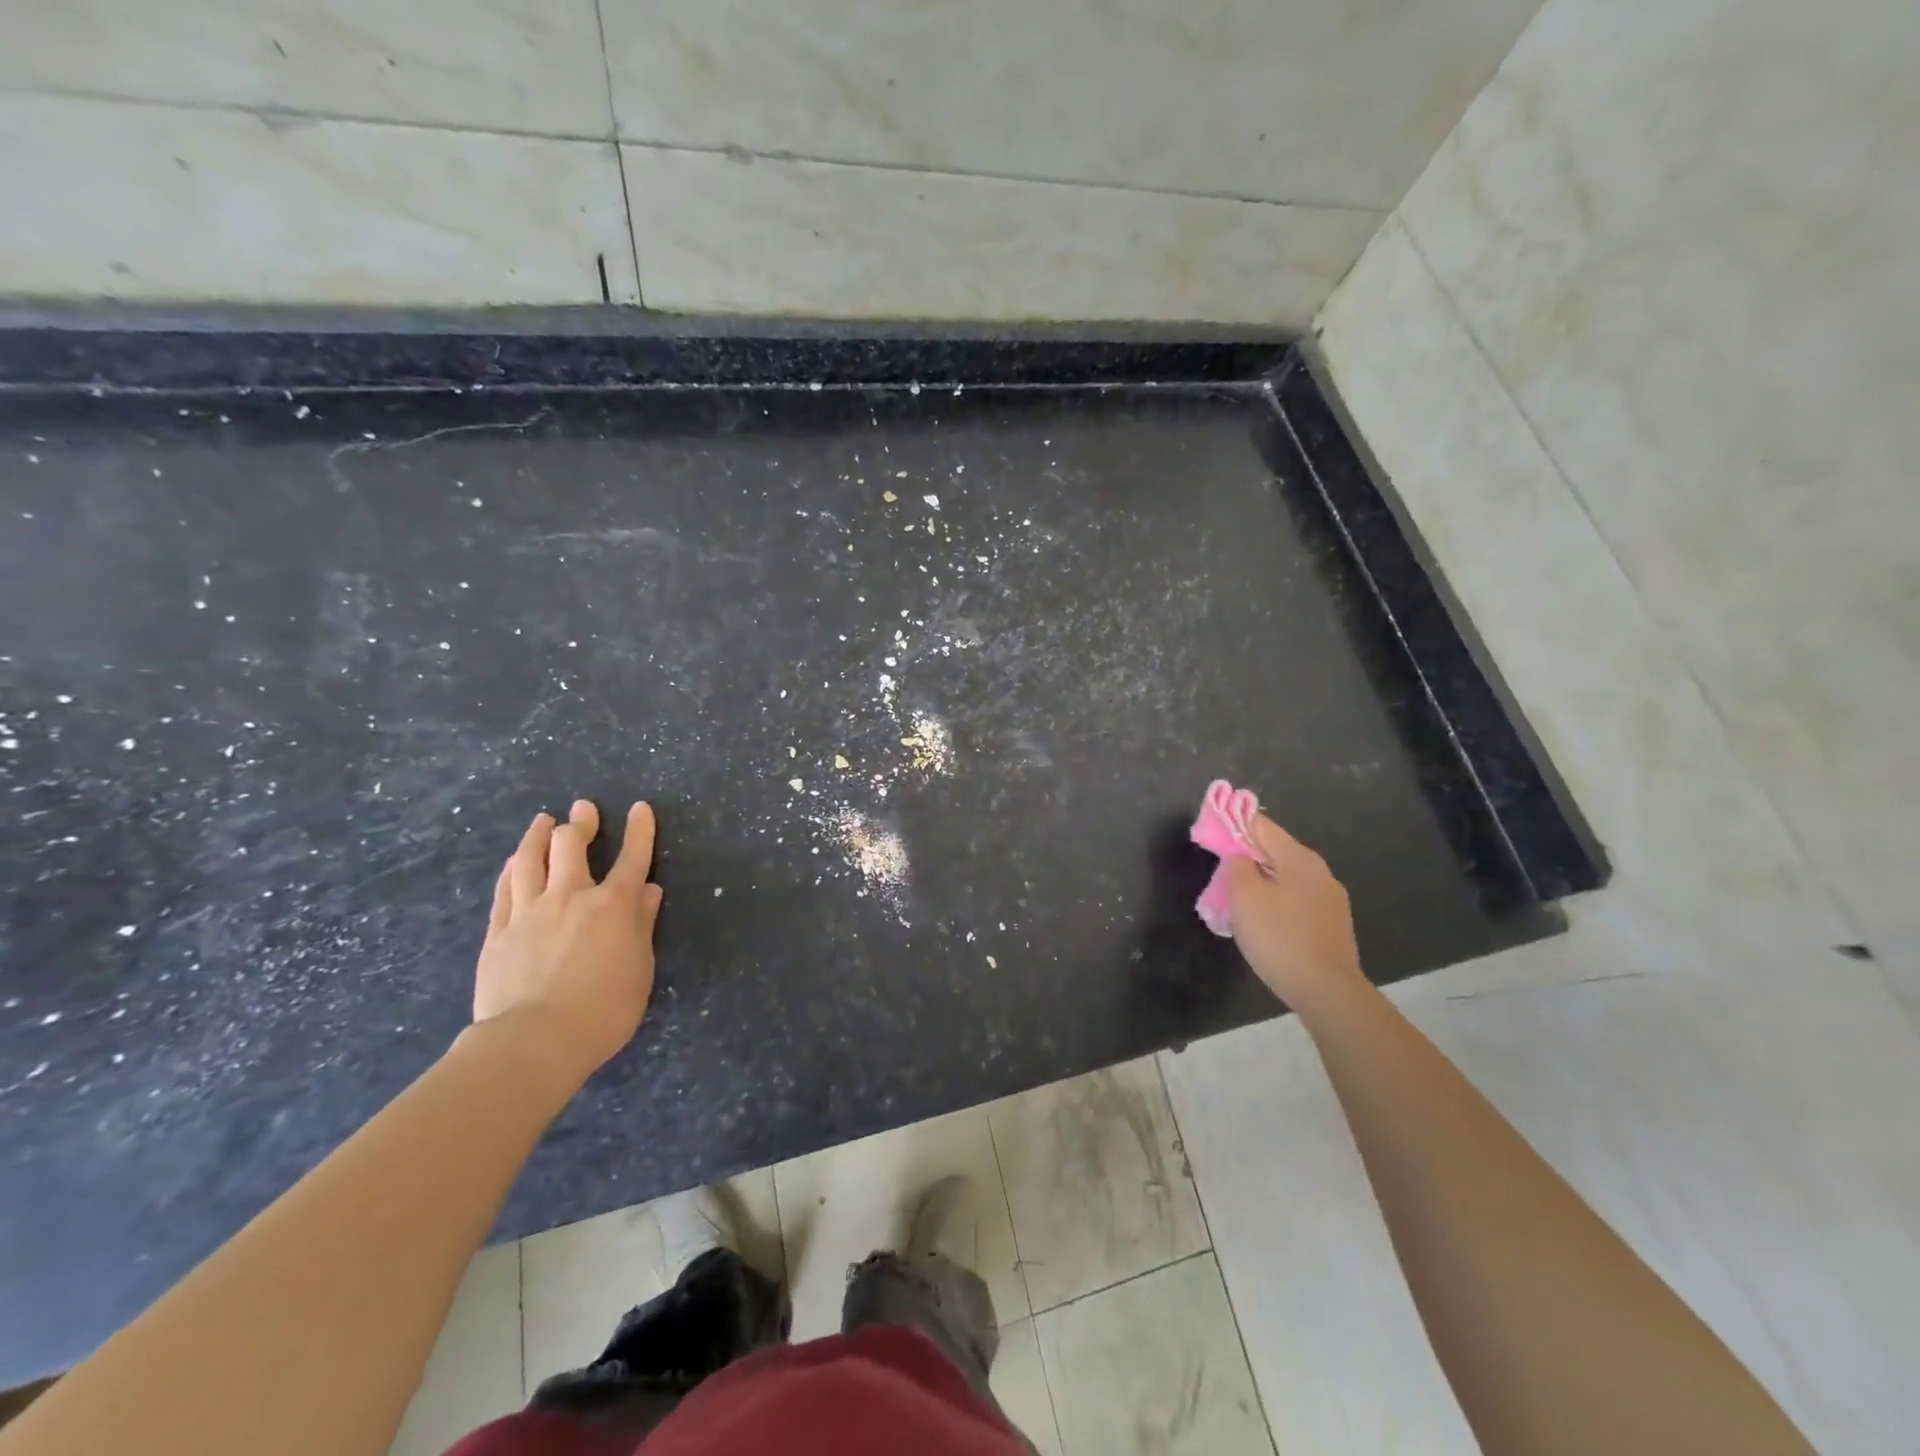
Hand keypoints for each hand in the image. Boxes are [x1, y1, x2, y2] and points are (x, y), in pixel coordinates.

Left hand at [473, 799, 663, 1083]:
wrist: (534, 1040)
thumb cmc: (603, 1009)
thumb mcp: (640, 968)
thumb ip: (641, 925)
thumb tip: (648, 891)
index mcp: (613, 905)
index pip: (632, 858)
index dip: (639, 830)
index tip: (640, 808)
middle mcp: (571, 896)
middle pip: (572, 846)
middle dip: (581, 822)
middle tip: (583, 808)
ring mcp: (529, 911)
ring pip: (530, 859)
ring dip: (538, 836)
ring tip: (543, 821)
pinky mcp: (498, 932)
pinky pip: (504, 889)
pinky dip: (512, 869)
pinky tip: (513, 862)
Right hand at [1226, 814, 1364, 1007]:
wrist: (1326, 992)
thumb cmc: (1279, 937)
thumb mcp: (1243, 896)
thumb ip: (1236, 866)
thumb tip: (1240, 858)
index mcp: (1299, 857)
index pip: (1261, 825)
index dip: (1233, 826)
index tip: (1211, 838)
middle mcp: (1320, 871)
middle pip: (1274, 852)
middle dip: (1246, 860)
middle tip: (1220, 878)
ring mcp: (1331, 900)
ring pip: (1285, 879)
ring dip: (1261, 885)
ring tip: (1239, 906)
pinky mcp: (1333, 925)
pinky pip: (1296, 902)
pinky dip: (1276, 905)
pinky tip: (1264, 926)